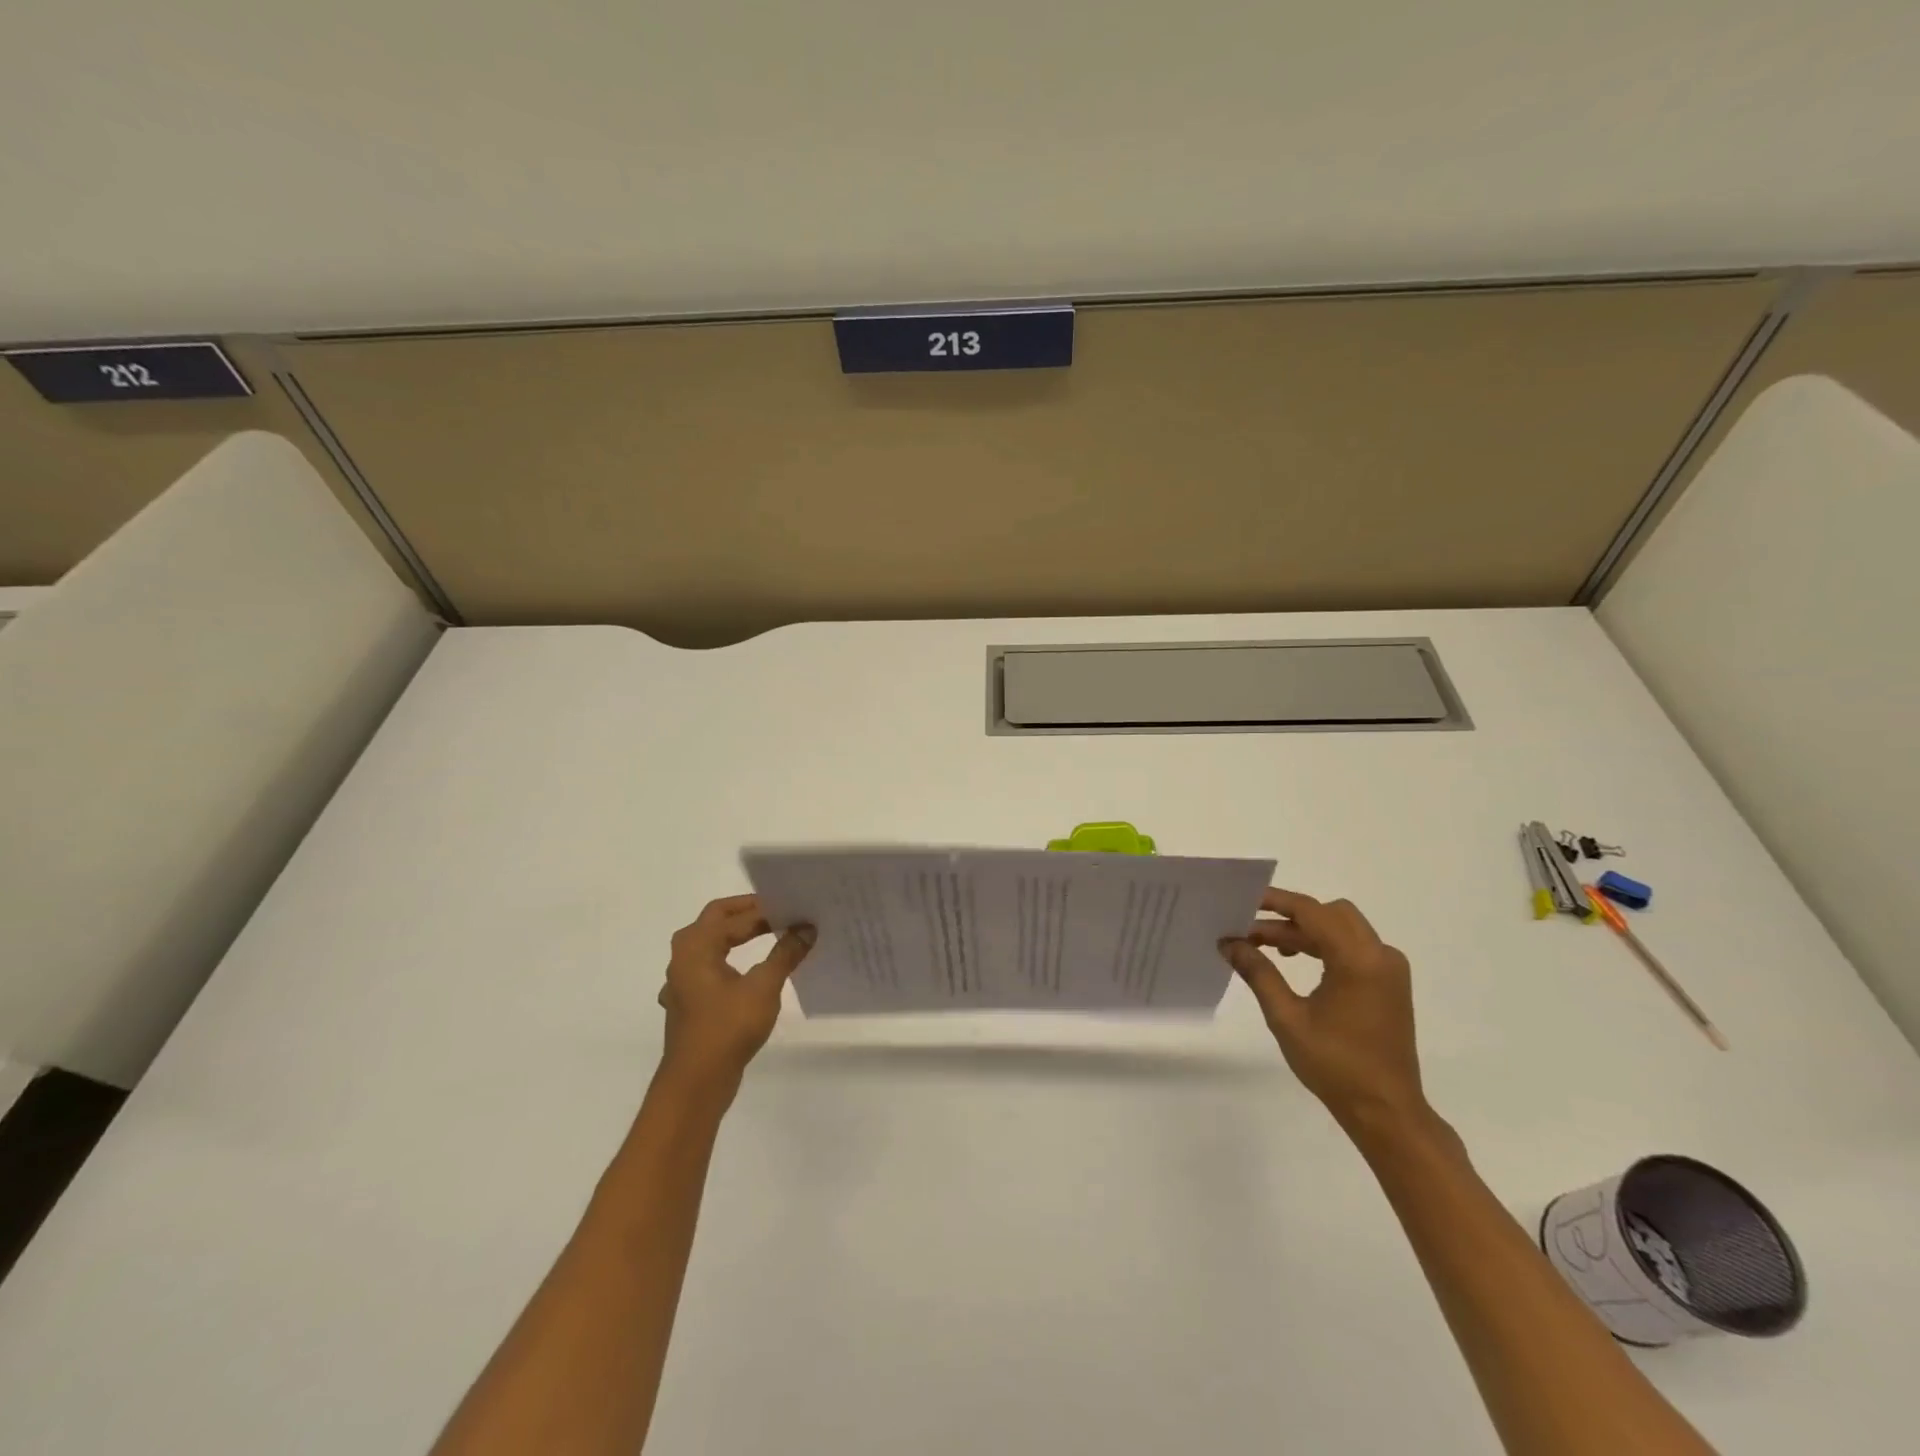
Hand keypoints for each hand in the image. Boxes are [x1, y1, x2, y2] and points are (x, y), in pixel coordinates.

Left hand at [657, 894, 812, 1091]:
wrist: (696, 1083)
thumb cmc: (727, 1028)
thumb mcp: (763, 987)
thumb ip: (785, 953)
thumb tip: (807, 928)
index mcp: (697, 946)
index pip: (736, 917)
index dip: (768, 910)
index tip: (796, 908)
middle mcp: (684, 957)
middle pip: (716, 920)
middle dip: (749, 913)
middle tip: (782, 911)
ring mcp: (683, 981)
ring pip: (711, 944)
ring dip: (737, 935)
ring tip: (770, 933)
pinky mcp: (689, 1002)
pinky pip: (710, 966)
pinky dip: (730, 959)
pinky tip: (744, 970)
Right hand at [1219, 888, 1426, 1132]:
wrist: (1386, 1111)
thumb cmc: (1335, 1065)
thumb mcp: (1287, 1018)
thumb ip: (1258, 973)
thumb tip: (1229, 943)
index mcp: (1358, 960)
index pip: (1312, 911)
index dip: (1275, 902)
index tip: (1243, 901)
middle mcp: (1380, 955)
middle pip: (1330, 913)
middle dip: (1289, 916)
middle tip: (1252, 929)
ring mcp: (1389, 970)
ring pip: (1342, 928)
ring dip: (1305, 931)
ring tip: (1266, 947)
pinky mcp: (1390, 984)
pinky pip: (1354, 947)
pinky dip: (1324, 945)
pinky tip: (1296, 961)